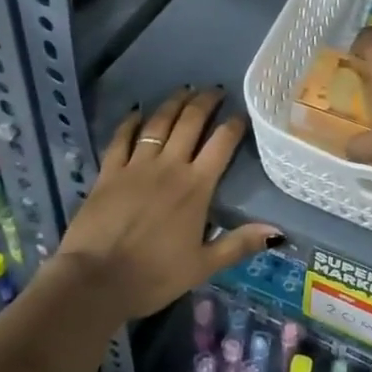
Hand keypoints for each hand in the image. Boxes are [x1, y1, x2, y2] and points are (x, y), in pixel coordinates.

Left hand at [56, 88, 277, 321]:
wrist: (95, 280)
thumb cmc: (153, 276)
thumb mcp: (202, 266)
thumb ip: (238, 244)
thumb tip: (277, 230)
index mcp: (196, 187)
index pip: (221, 144)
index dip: (234, 125)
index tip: (241, 114)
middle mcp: (169, 166)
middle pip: (190, 123)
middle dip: (205, 102)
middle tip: (215, 90)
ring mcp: (136, 165)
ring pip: (159, 123)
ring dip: (174, 104)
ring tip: (185, 91)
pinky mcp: (109, 171)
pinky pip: (121, 138)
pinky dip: (130, 122)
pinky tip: (137, 112)